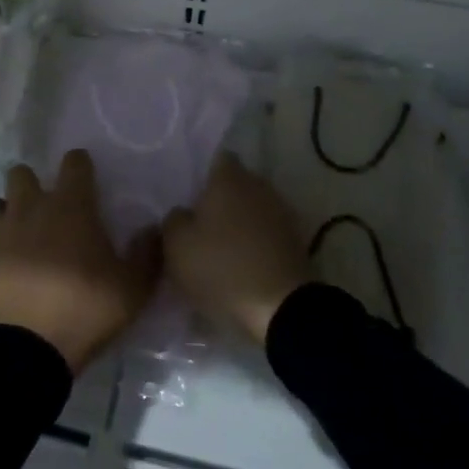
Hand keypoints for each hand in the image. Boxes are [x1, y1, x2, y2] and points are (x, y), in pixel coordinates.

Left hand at [0, 150, 161, 374]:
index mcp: (71, 206)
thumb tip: (154, 229)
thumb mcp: (132, 289)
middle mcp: (30, 207)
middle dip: (32, 185)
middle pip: (22, 173)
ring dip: (4, 213)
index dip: (80, 166)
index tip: (85, 180)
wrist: (23, 351)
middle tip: (45, 212)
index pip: (74, 163)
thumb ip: (147, 254)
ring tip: (15, 236)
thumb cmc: (82, 311)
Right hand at [162, 153, 310, 345]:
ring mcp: (281, 212)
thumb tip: (182, 213)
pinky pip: (267, 233)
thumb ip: (173, 220)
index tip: (189, 195)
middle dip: (220, 199)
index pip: (216, 159)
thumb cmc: (222, 267)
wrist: (281, 309)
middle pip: (236, 184)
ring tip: (222, 247)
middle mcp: (259, 185)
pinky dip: (256, 243)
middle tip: (200, 223)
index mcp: (229, 178)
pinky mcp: (296, 241)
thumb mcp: (176, 246)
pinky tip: (243, 264)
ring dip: (240, 222)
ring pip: (253, 208)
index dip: (202, 174)